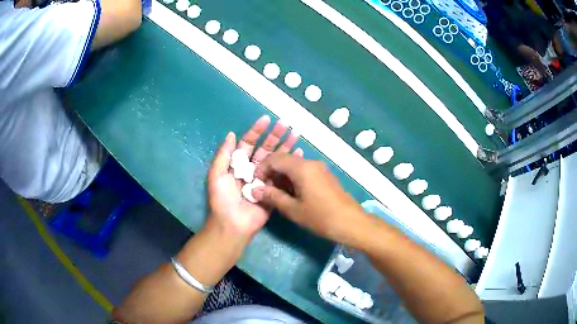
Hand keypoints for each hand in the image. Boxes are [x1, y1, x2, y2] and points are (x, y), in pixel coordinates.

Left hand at [205, 115, 302, 242]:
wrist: (232, 224)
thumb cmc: (222, 200)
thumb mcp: (216, 175)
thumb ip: (224, 155)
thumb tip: (231, 133)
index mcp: (237, 164)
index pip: (248, 143)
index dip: (256, 130)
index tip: (266, 119)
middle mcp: (252, 169)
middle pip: (265, 149)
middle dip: (275, 135)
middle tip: (285, 124)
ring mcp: (264, 179)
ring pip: (276, 160)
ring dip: (285, 146)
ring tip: (296, 134)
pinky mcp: (274, 190)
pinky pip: (283, 176)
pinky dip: (291, 165)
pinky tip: (299, 154)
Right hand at [252, 153, 368, 245]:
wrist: (350, 222)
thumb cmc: (320, 217)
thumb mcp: (293, 209)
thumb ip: (272, 197)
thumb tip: (254, 190)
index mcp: (301, 167)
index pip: (275, 159)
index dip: (262, 169)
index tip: (255, 183)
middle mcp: (311, 162)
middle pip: (285, 160)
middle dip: (271, 172)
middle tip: (265, 190)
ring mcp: (320, 168)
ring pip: (294, 166)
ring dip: (282, 176)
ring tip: (276, 194)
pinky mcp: (325, 175)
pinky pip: (304, 171)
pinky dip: (293, 178)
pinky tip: (291, 194)